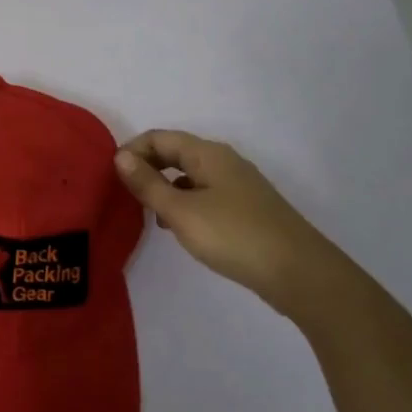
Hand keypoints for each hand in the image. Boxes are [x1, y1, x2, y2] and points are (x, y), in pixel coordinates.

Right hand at [113, 130, 348, 311]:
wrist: (300, 273)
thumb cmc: (234, 236)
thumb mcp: (181, 211)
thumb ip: (148, 184)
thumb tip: (121, 156)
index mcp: (207, 154)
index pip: (159, 138)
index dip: (132, 150)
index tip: (112, 176)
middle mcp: (224, 161)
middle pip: (175, 153)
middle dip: (147, 167)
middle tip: (125, 193)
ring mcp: (238, 185)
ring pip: (190, 175)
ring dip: (165, 186)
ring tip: (147, 212)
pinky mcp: (247, 209)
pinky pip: (205, 193)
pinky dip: (184, 202)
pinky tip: (179, 227)